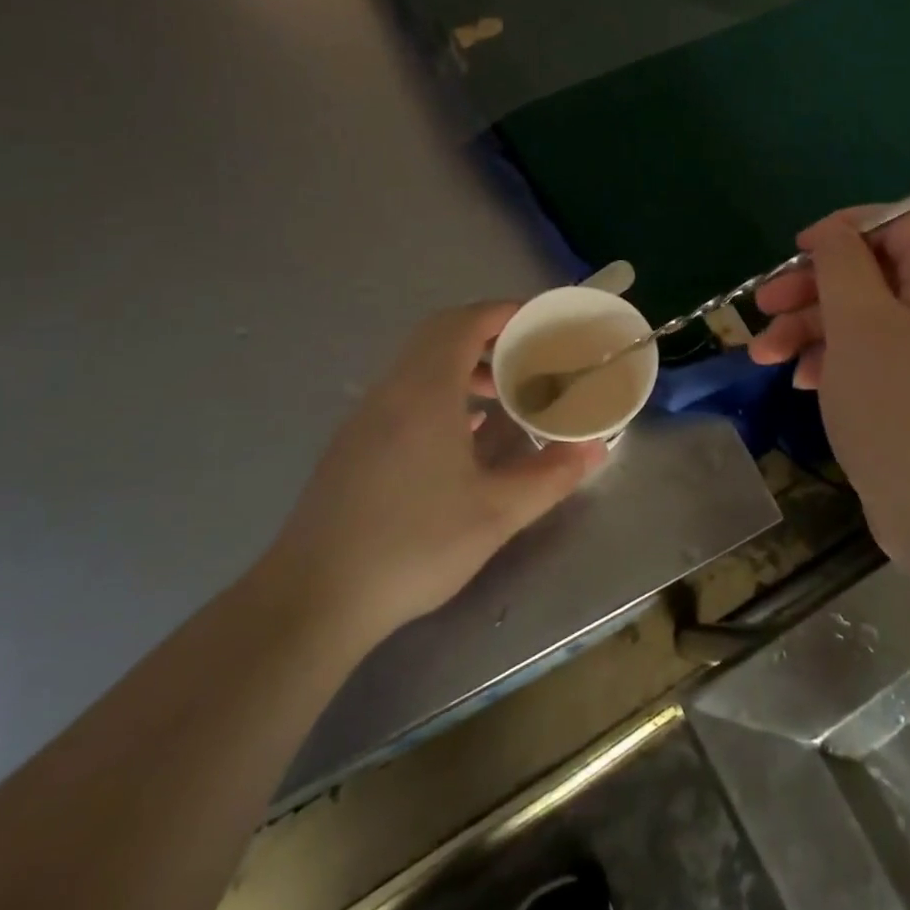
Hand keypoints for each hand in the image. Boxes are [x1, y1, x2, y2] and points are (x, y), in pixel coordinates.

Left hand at [262, 303, 606, 636]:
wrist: (314, 598)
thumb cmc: (413, 545)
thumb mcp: (496, 513)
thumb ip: (551, 476)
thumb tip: (596, 449)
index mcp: (425, 391)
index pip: (465, 322)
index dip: (505, 312)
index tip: (541, 321)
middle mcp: (393, 390)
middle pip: (440, 334)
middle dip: (488, 334)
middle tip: (528, 353)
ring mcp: (367, 416)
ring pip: (420, 364)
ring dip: (463, 365)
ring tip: (504, 394)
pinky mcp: (355, 443)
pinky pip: (404, 392)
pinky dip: (441, 392)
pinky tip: (466, 434)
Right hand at [748, 211, 909, 579]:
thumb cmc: (904, 409)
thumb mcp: (861, 324)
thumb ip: (842, 264)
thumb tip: (833, 231)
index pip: (898, 226)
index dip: (844, 229)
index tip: (796, 250)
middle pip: (874, 275)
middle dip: (813, 287)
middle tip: (763, 304)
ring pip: (866, 321)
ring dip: (812, 329)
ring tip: (764, 354)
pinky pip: (874, 360)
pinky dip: (834, 363)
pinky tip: (802, 382)